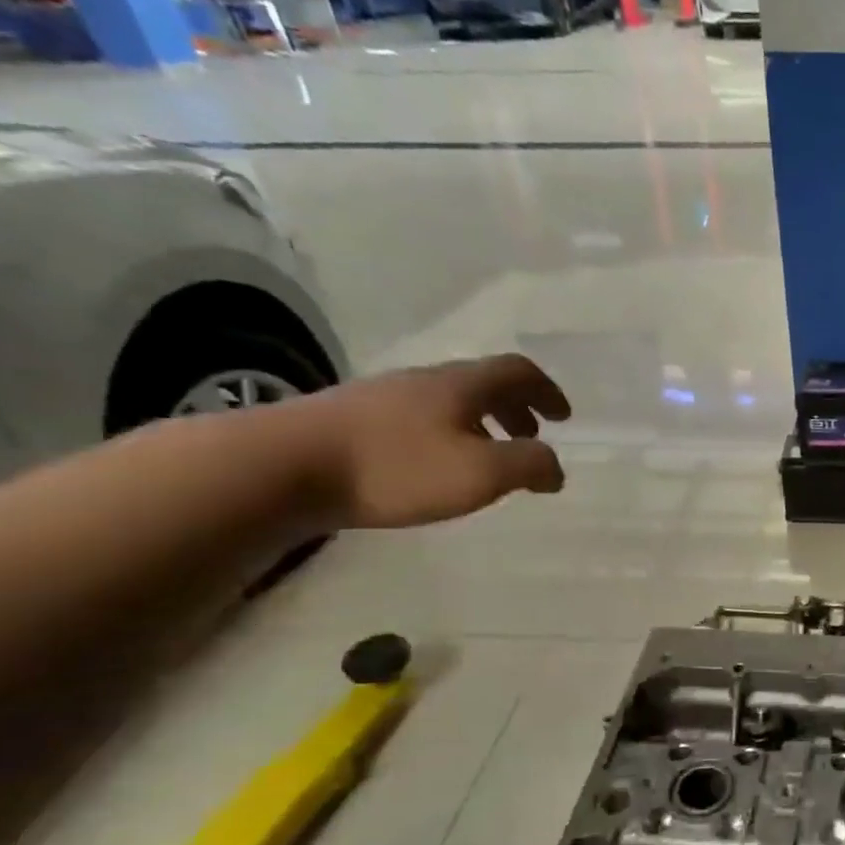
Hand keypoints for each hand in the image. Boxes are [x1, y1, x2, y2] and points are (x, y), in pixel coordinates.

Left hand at [293, 355, 570, 528]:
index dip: (546, 391)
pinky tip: (433, 467)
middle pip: (482, 383)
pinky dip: (446, 435)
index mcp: (461, 385)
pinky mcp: (352, 420)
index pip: (517, 371)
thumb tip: (555, 468)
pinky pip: (418, 419)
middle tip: (531, 437)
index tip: (564, 416)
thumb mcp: (481, 473)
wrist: (281, 467)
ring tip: (485, 458)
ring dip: (480, 423)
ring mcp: (384, 397)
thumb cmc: (396, 467)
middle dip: (516, 408)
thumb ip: (529, 466)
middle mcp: (424, 381)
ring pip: (448, 401)